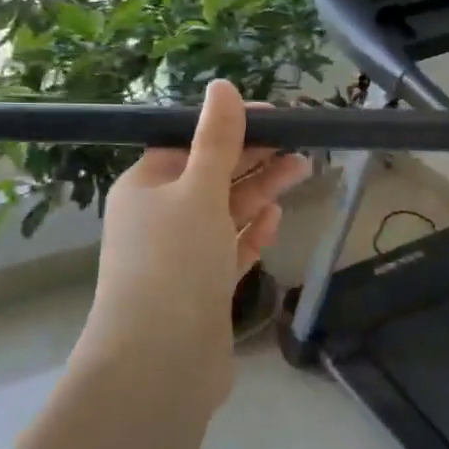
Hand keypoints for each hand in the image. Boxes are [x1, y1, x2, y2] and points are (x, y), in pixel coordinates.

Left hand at [76, 80, 310, 414]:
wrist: (161, 362)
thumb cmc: (175, 262)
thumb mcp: (198, 191)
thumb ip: (216, 140)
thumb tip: (223, 86)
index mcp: (145, 187)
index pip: (189, 143)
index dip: (232, 127)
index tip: (277, 117)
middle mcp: (158, 219)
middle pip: (211, 177)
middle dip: (255, 158)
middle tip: (301, 143)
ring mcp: (181, 257)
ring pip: (225, 213)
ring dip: (261, 191)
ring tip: (303, 170)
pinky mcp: (202, 289)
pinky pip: (229, 250)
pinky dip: (251, 233)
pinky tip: (275, 218)